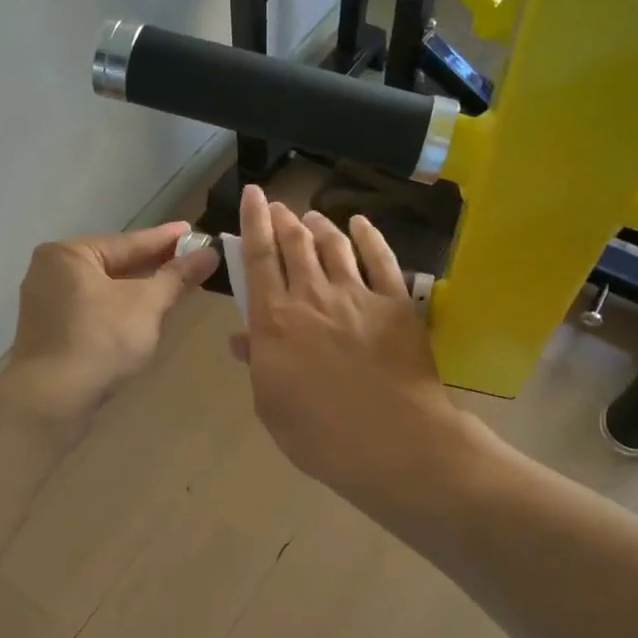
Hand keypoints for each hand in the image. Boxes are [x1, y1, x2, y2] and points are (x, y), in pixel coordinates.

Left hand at [0, 222, 220, 422]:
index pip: (128, 242)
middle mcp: (50, 272)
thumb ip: (177, 276)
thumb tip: (210, 253)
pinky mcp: (50, 333)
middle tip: (191, 258)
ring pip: (104, 289)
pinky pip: (93, 310)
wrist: (52, 401)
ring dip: (138, 289)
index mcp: (68, 254)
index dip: (166, 239)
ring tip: (174, 284)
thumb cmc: (100, 340)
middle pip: (114, 264)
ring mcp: (46, 304)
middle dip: (153, 265)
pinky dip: (119, 310)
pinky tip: (143, 314)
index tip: (194, 231)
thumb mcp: (146, 304)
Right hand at [233, 184, 466, 506]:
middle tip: (279, 207)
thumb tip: (241, 337)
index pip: (259, 258)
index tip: (251, 194)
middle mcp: (312, 296)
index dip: (253, 221)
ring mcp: (357, 295)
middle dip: (284, 218)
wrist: (394, 443)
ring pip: (334, 244)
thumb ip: (257, 364)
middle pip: (296, 243)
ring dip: (320, 224)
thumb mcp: (271, 405)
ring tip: (312, 215)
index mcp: (276, 320)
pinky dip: (369, 236)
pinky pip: (381, 258)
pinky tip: (360, 224)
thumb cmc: (321, 435)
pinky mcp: (396, 303)